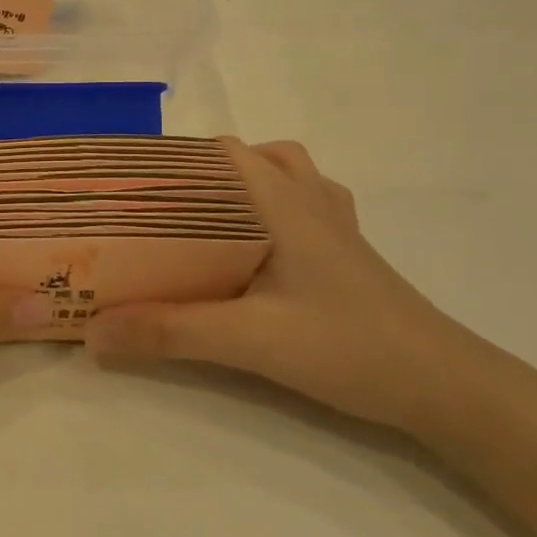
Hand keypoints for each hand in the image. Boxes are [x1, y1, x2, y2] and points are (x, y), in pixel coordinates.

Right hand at [83, 138, 486, 433]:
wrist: (443, 384)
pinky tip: (259, 248)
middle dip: (200, 175)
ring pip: (282, 175)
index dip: (174, 160)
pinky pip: (304, 204)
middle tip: (159, 212)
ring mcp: (335, 223)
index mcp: (282, 201)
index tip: (131, 187)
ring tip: (207, 222)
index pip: (221, 151)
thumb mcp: (249, 340)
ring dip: (242, 186)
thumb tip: (93, 332)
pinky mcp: (349, 250)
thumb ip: (170, 332)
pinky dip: (275, 207)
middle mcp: (309, 198)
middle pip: (248, 157)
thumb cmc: (347, 346)